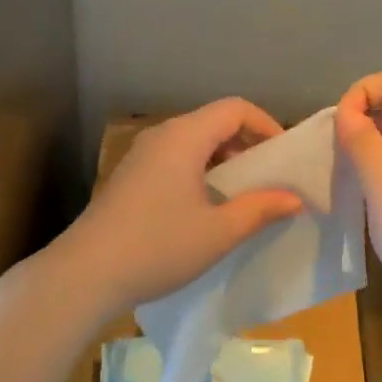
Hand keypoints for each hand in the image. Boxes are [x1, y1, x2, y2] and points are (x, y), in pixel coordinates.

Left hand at [56, 98, 303, 319]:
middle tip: (269, 177)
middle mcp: (162, 134)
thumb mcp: (219, 231)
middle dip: (246, 143)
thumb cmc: (159, 246)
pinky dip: (199, 168)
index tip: (283, 157)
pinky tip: (205, 205)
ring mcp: (142, 154)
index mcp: (185, 136)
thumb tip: (294, 198)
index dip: (265, 125)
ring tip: (242, 193)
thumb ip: (260, 209)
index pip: (235, 108)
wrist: (87, 272)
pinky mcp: (130, 174)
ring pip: (193, 140)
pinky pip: (175, 157)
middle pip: (213, 121)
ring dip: (222, 158)